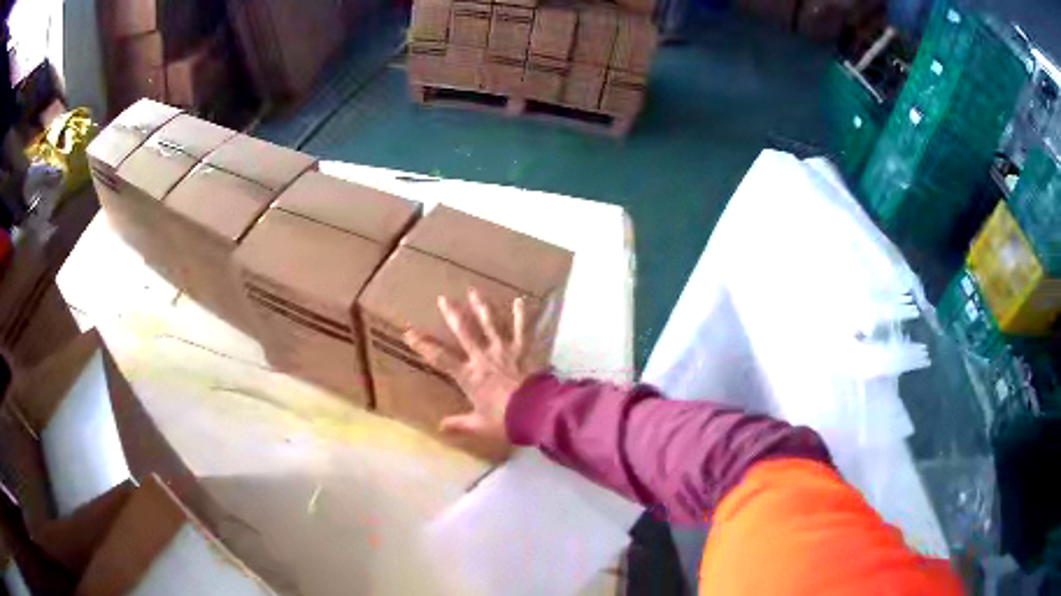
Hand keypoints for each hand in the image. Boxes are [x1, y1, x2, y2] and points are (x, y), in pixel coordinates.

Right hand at [404, 289, 533, 442]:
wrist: (534, 411)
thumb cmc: (504, 419)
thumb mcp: (479, 425)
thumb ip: (459, 424)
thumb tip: (440, 427)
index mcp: (468, 376)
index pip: (440, 358)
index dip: (423, 345)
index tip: (409, 332)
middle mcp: (482, 358)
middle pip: (464, 332)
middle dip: (452, 314)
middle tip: (444, 298)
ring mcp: (503, 351)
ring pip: (490, 324)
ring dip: (482, 307)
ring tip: (474, 291)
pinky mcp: (522, 350)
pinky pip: (522, 330)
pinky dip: (521, 315)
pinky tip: (521, 300)